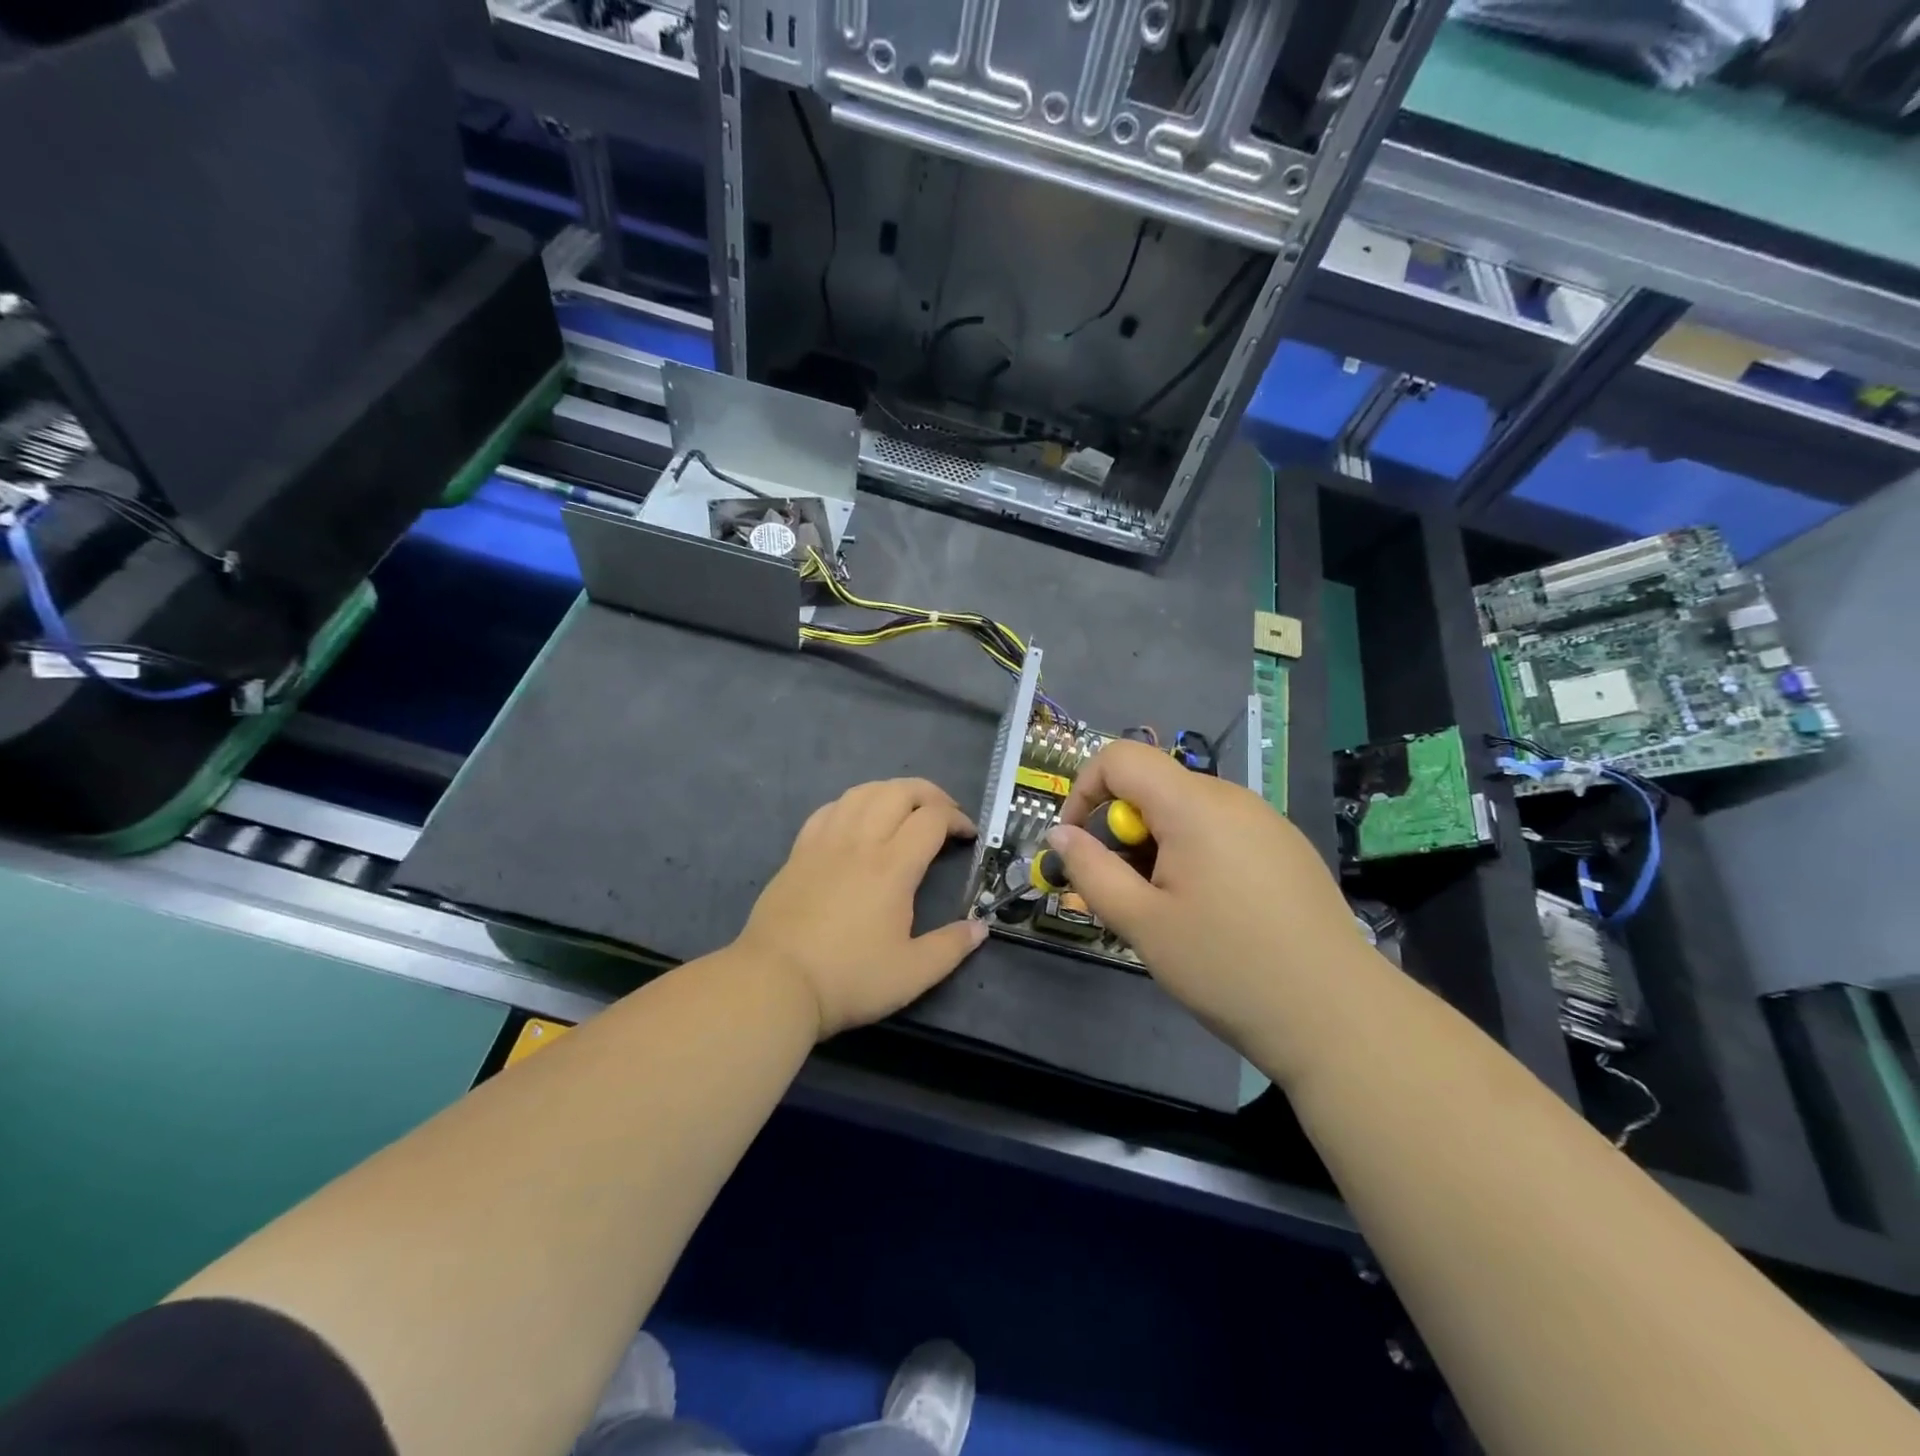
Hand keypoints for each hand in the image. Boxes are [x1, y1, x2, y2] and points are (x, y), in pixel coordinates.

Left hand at [736, 778, 987, 1040]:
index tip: (968, 836)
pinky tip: (858, 819)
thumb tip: (981, 927)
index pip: (932, 819)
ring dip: (892, 791)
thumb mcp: (912, 973)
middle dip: (930, 794)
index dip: (957, 819)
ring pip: (862, 792)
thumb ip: (951, 947)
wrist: (775, 983)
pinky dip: (853, 803)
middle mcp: (860, 842)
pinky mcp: (799, 851)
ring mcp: (825, 842)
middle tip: (945, 814)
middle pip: (899, 791)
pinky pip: (829, 809)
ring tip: (906, 809)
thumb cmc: (848, 978)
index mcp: (892, 866)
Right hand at [1049, 741, 1365, 1059]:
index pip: (1120, 757)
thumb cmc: (1226, 966)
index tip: (1078, 844)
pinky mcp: (1287, 847)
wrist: (1337, 1016)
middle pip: (1154, 786)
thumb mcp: (1141, 923)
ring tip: (1168, 911)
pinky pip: (1221, 831)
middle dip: (1123, 831)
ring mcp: (1266, 821)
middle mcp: (1232, 798)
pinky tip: (1213, 913)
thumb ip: (1091, 870)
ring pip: (1187, 811)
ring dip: (1157, 846)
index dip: (1084, 790)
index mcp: (1193, 805)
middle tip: (1126, 894)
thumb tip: (1059, 834)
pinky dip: (1195, 855)